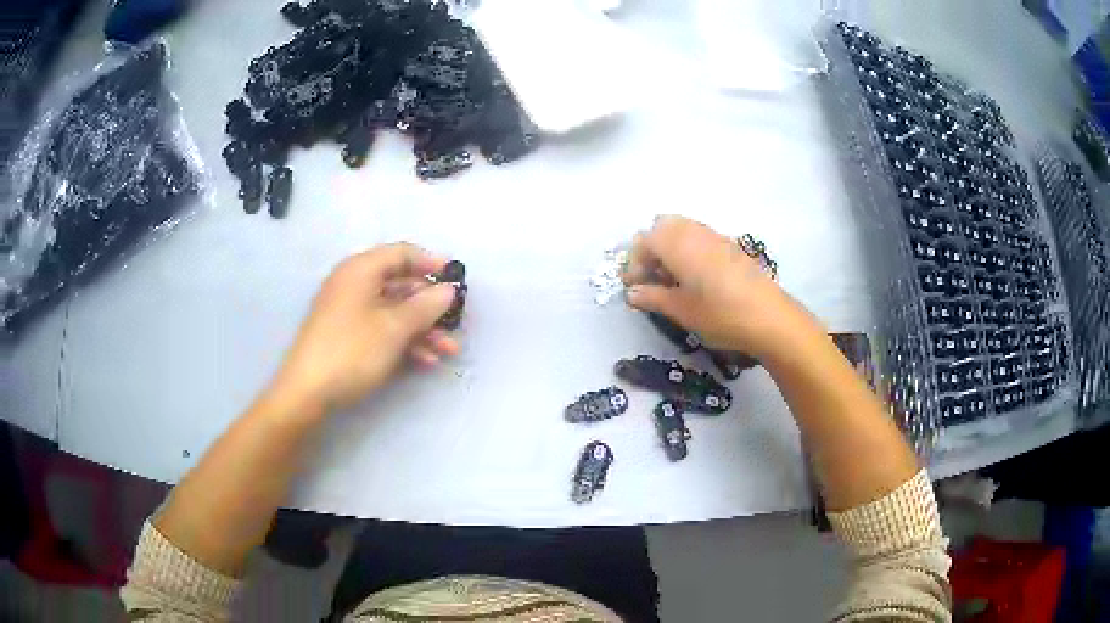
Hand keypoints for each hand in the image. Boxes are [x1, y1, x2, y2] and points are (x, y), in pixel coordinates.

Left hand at [269, 243, 459, 413]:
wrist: (307, 392)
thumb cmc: (351, 350)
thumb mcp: (394, 328)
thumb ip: (425, 306)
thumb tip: (449, 291)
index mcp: (361, 270)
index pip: (402, 253)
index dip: (431, 263)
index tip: (457, 279)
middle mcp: (354, 284)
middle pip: (400, 284)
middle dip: (430, 306)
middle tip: (455, 322)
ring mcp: (349, 311)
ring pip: (394, 311)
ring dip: (423, 329)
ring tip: (448, 351)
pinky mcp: (348, 336)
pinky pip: (382, 329)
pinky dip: (405, 341)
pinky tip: (426, 361)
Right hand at [623, 216, 818, 359]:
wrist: (770, 318)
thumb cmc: (720, 314)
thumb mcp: (681, 310)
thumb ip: (653, 297)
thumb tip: (632, 293)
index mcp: (678, 244)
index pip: (644, 241)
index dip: (634, 263)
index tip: (634, 287)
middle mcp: (694, 232)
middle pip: (662, 227)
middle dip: (651, 249)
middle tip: (651, 278)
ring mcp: (715, 236)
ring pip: (682, 230)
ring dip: (670, 249)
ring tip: (671, 280)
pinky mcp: (731, 246)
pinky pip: (700, 238)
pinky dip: (688, 250)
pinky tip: (695, 279)